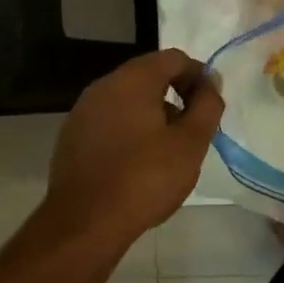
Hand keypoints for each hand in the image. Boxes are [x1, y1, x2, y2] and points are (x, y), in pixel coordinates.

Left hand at [45, 49, 224, 244]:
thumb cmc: (145, 178)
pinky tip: (139, 163)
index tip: (210, 105)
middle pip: (149, 76)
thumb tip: (210, 82)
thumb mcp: (191, 143)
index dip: (198, 76)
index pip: (173, 58)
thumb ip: (207, 105)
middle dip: (176, 96)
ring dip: (153, 115)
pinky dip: (130, 130)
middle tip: (194, 129)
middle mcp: (103, 86)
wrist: (85, 224)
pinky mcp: (72, 137)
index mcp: (132, 80)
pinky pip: (110, 121)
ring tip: (169, 150)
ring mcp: (83, 112)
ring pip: (128, 100)